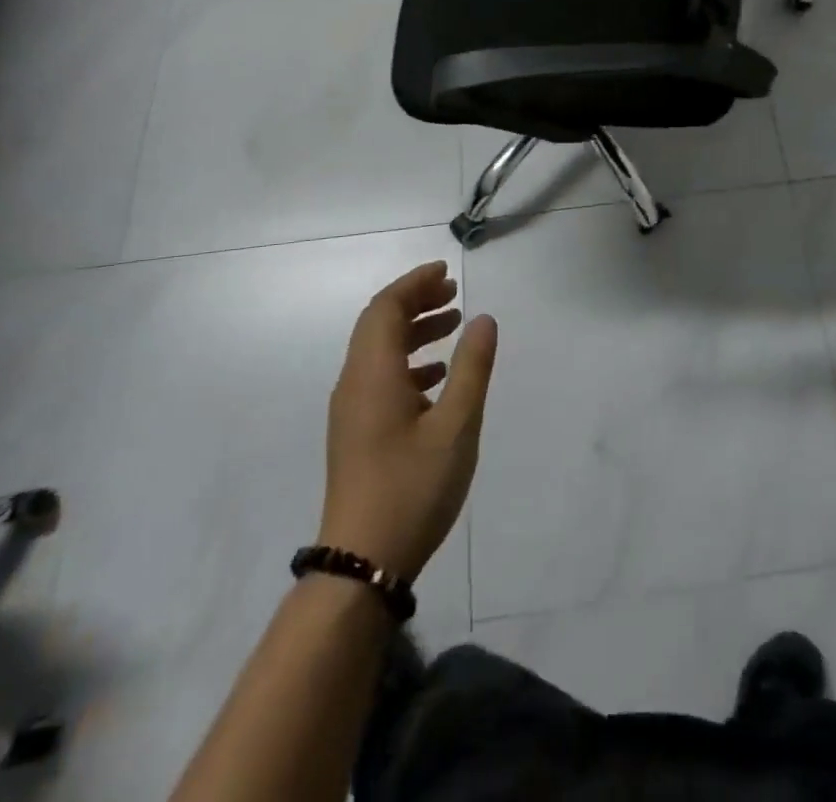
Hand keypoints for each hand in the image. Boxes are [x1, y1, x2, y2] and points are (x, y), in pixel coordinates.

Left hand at [318, 262, 497, 579]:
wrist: (361, 564)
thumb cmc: (412, 487)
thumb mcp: (456, 425)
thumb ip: (471, 368)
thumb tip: (483, 319)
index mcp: (373, 374)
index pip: (386, 307)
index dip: (414, 283)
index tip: (446, 272)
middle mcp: (354, 384)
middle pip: (378, 324)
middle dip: (415, 302)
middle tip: (453, 293)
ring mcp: (352, 411)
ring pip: (379, 352)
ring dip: (413, 331)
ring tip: (452, 325)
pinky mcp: (356, 433)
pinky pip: (380, 377)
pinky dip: (409, 363)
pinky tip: (438, 378)